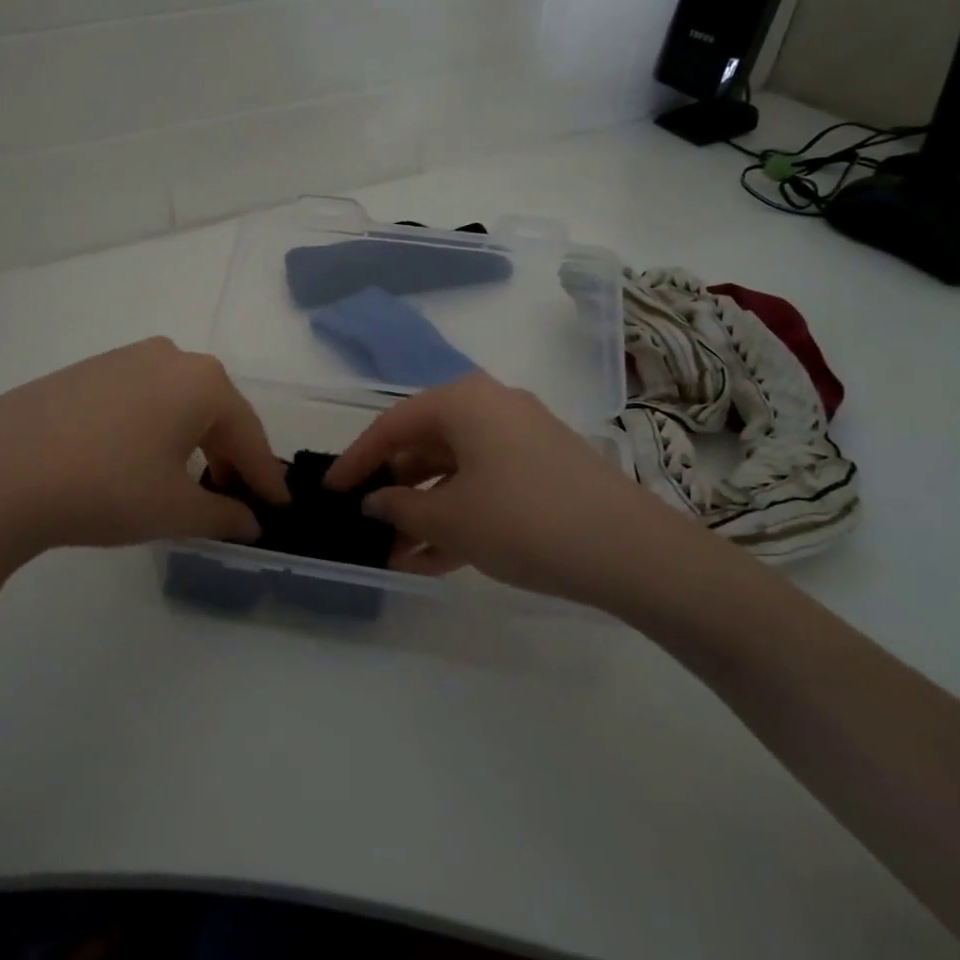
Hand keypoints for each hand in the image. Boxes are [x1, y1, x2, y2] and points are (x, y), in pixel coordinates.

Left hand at [0, 339, 288, 595]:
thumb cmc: (106, 487)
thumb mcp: (174, 510)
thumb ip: (223, 517)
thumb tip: (251, 524)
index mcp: (203, 383)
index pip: (250, 436)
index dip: (266, 478)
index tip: (280, 507)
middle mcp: (171, 357)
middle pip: (216, 413)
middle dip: (229, 457)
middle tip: (233, 498)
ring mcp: (125, 358)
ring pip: (178, 403)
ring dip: (192, 442)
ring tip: (188, 481)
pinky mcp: (88, 370)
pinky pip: (141, 399)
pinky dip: (155, 429)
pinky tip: (139, 459)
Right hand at [325, 371, 713, 608]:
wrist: (629, 550)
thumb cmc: (523, 520)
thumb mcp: (451, 519)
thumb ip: (400, 509)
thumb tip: (374, 503)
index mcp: (463, 401)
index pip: (392, 425)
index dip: (356, 459)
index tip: (330, 490)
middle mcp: (491, 407)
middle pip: (425, 444)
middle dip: (394, 491)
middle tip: (366, 526)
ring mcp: (520, 437)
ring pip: (455, 470)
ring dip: (424, 511)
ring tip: (395, 555)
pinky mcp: (543, 468)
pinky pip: (485, 484)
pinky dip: (459, 514)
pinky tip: (434, 558)